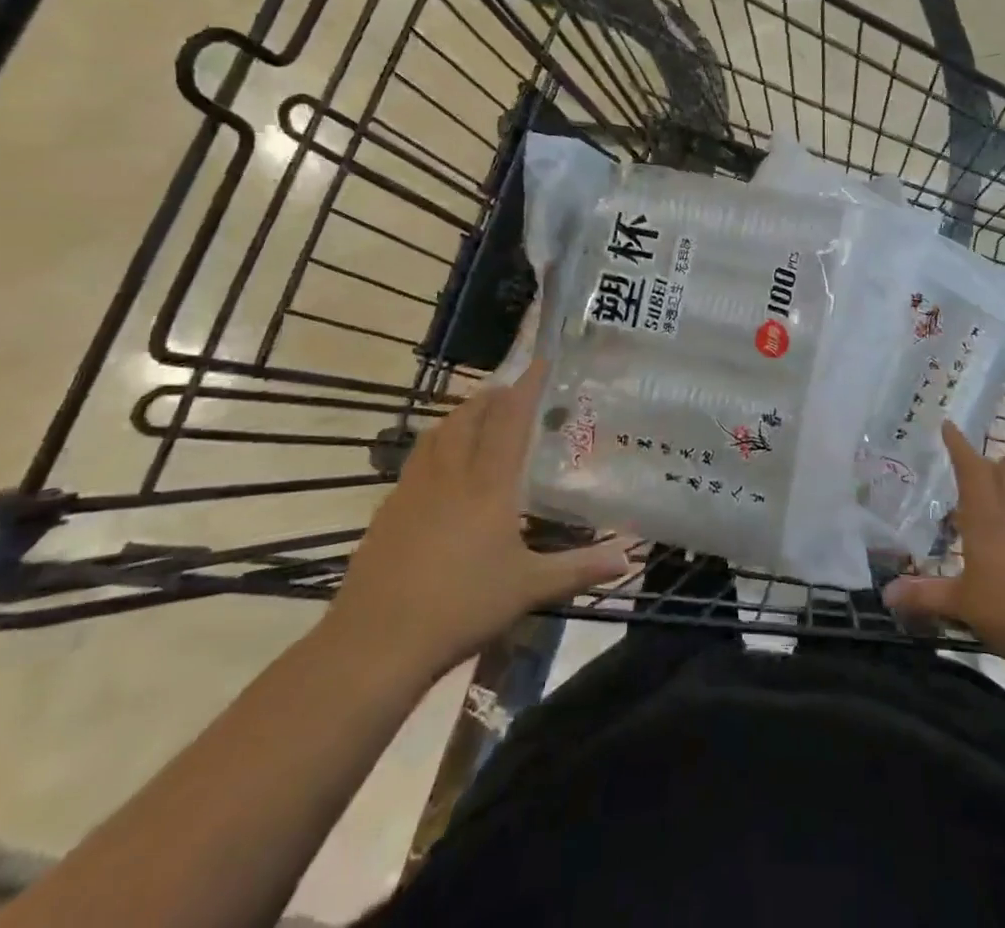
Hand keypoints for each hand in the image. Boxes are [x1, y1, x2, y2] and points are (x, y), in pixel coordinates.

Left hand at [326, 360, 633, 686]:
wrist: (375, 643)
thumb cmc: (461, 607)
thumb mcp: (529, 588)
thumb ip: (579, 568)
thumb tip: (629, 556)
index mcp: (488, 484)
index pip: (510, 420)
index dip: (526, 387)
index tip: (541, 362)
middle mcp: (450, 475)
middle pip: (469, 416)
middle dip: (492, 396)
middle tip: (511, 392)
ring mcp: (413, 491)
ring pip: (438, 433)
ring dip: (461, 416)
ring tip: (478, 418)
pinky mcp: (388, 511)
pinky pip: (417, 460)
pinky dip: (436, 446)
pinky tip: (441, 470)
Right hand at [883, 421, 1004, 665]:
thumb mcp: (963, 605)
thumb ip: (926, 596)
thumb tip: (886, 593)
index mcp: (986, 520)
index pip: (971, 472)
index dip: (959, 447)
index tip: (949, 424)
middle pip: (1001, 476)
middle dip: (984, 463)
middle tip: (968, 458)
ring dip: (999, 492)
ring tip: (980, 504)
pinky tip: (1004, 546)